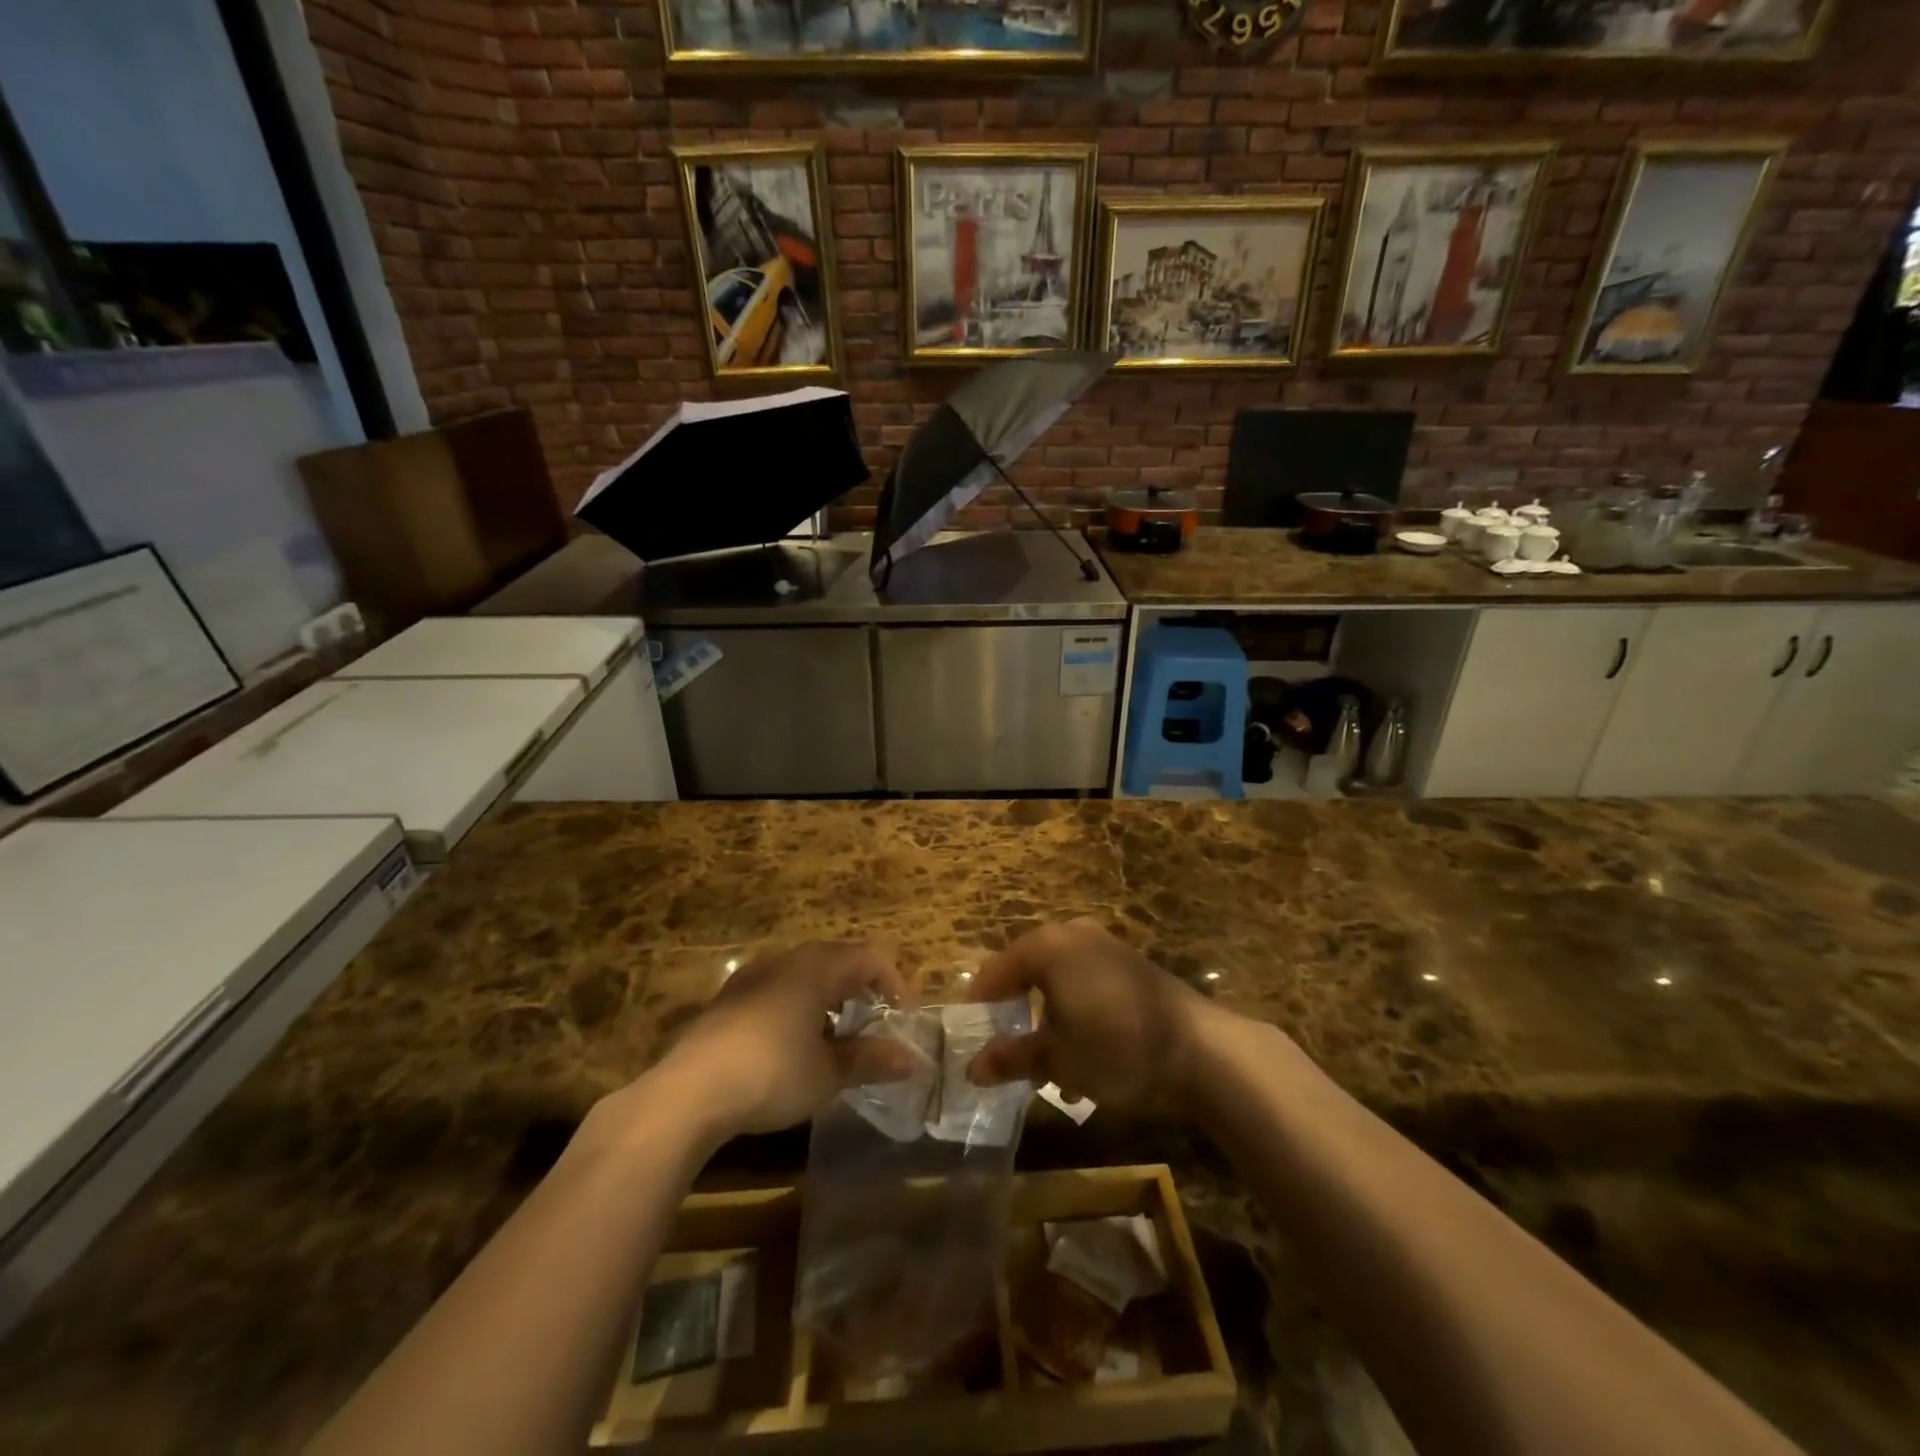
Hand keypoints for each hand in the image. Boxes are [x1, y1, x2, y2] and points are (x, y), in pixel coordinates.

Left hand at [650, 942, 913, 1139]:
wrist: (689, 1092)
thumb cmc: (772, 1073)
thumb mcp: (828, 1073)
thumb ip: (871, 1060)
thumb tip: (913, 1060)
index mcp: (818, 966)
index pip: (871, 957)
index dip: (895, 982)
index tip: (903, 1017)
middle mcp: (787, 959)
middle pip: (838, 960)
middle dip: (861, 989)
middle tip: (873, 1025)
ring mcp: (753, 976)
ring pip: (805, 974)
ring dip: (828, 998)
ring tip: (835, 1038)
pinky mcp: (728, 999)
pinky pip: (777, 989)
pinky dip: (798, 1007)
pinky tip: (792, 1046)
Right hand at [965, 918, 1217, 1108]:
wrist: (1201, 1048)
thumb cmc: (1116, 1046)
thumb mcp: (1058, 1058)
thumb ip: (1012, 1058)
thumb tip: (973, 1069)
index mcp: (1046, 947)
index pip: (996, 971)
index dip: (980, 1006)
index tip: (972, 1039)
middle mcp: (1072, 936)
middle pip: (1027, 973)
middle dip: (1017, 1016)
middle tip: (1009, 1053)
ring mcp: (1105, 947)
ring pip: (1058, 982)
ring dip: (1048, 1022)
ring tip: (1050, 1070)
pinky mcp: (1130, 965)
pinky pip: (1086, 984)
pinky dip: (1076, 1014)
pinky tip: (1085, 1059)